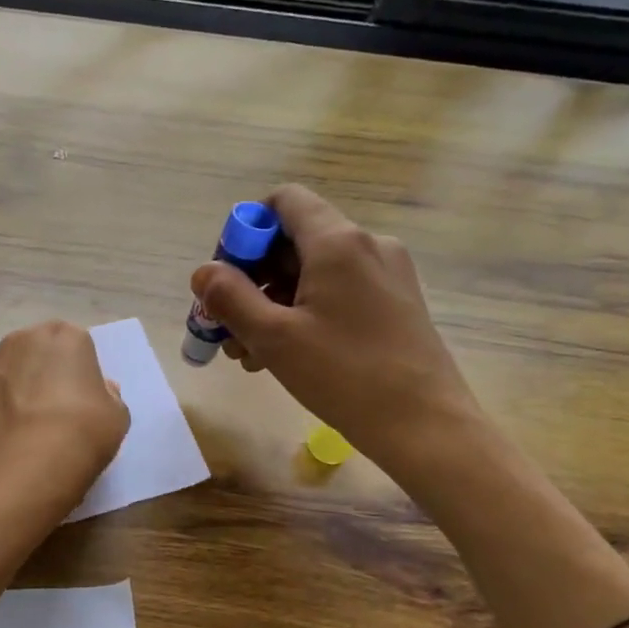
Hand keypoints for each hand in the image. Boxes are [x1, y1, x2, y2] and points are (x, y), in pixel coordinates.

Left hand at [0, 321, 129, 519]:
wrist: (25, 468)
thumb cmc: (82, 434)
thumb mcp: (116, 417)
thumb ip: (108, 395)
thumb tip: (97, 390)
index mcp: (66, 337)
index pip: (76, 344)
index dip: (79, 370)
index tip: (83, 397)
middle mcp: (23, 340)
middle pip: (37, 350)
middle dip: (44, 371)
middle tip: (56, 408)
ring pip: (8, 372)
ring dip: (16, 389)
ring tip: (28, 427)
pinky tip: (8, 442)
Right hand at [191, 185, 481, 479]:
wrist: (425, 426)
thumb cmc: (344, 375)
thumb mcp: (273, 337)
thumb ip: (230, 297)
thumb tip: (204, 272)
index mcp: (338, 242)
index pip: (284, 202)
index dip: (246, 230)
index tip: (226, 277)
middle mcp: (367, 245)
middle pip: (294, 241)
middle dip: (252, 279)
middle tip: (227, 326)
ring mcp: (387, 274)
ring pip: (313, 272)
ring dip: (273, 303)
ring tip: (249, 353)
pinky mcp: (395, 302)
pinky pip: (337, 292)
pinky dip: (304, 313)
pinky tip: (284, 355)